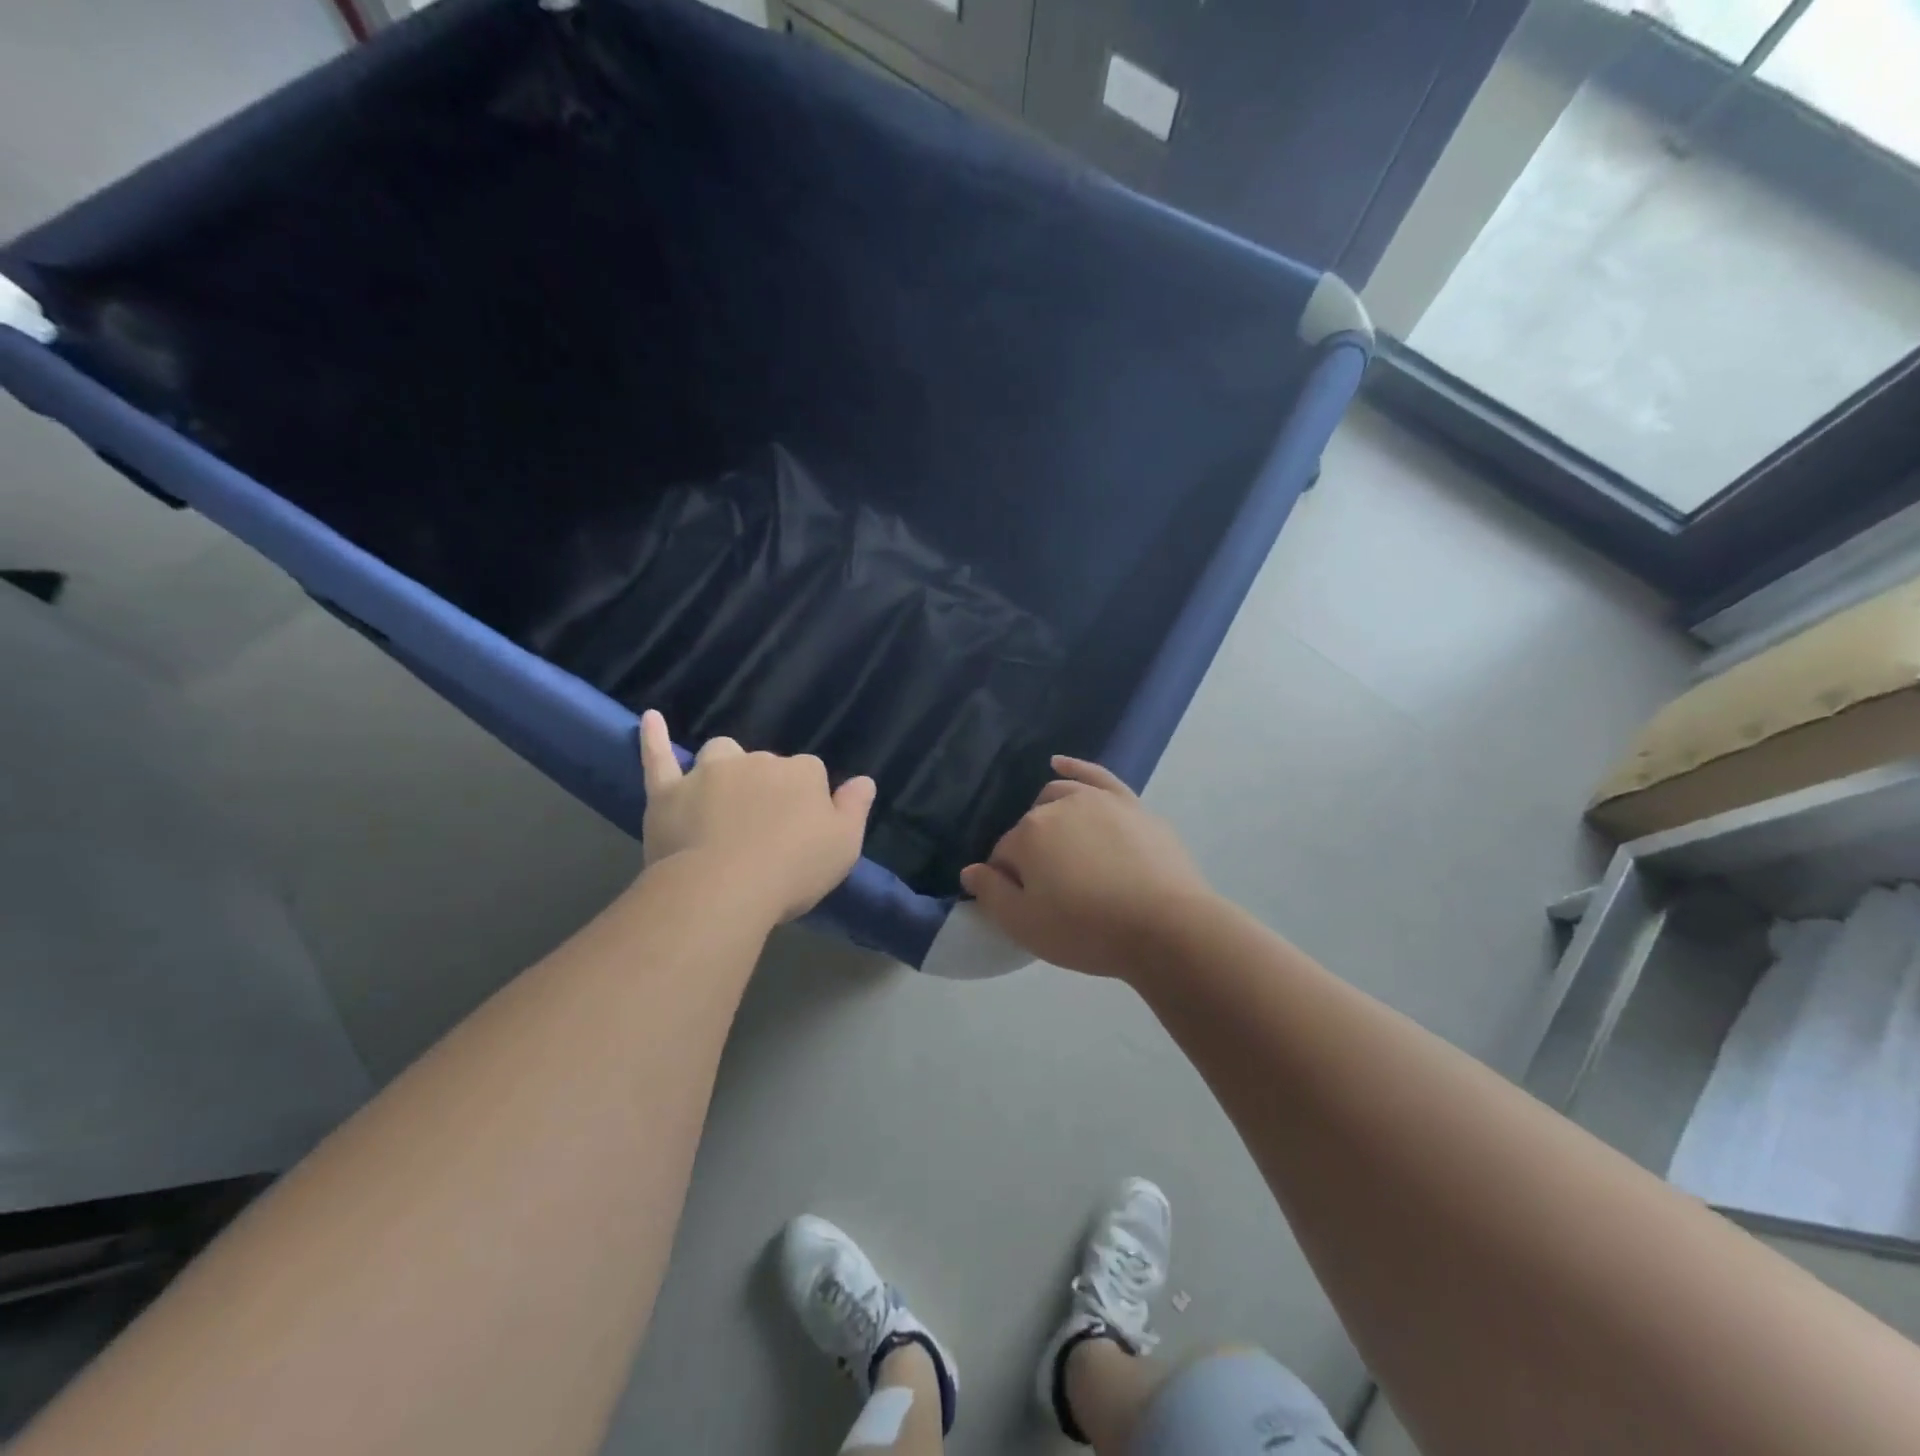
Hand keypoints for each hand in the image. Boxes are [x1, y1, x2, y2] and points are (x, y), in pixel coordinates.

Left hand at [638, 711, 875, 923]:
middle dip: (766, 786)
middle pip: (766, 764)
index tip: (803, 827)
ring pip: (719, 754)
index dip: (807, 799)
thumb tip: (864, 780)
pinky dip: (653, 737)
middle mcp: (757, 761)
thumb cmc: (793, 869)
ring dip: (725, 766)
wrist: (724, 888)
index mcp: (801, 773)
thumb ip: (855, 808)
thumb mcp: (844, 845)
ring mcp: (709, 773)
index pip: (810, 772)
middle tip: (765, 827)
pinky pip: (658, 757)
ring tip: (724, 794)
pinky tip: (650, 719)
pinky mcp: (668, 792)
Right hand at [959, 757, 1214, 980]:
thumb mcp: (1026, 926)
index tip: (1027, 907)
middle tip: (1050, 890)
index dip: (1009, 884)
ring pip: (1057, 797)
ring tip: (1060, 849)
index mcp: (1028, 835)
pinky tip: (1059, 763)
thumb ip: (991, 894)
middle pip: (1030, 827)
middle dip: (1030, 853)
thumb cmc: (1089, 931)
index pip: (1002, 856)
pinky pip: (1095, 775)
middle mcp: (1058, 807)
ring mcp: (1097, 800)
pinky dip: (1074, 767)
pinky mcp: (1130, 804)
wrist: (1167, 926)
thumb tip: (969, 871)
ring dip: (1048, 817)